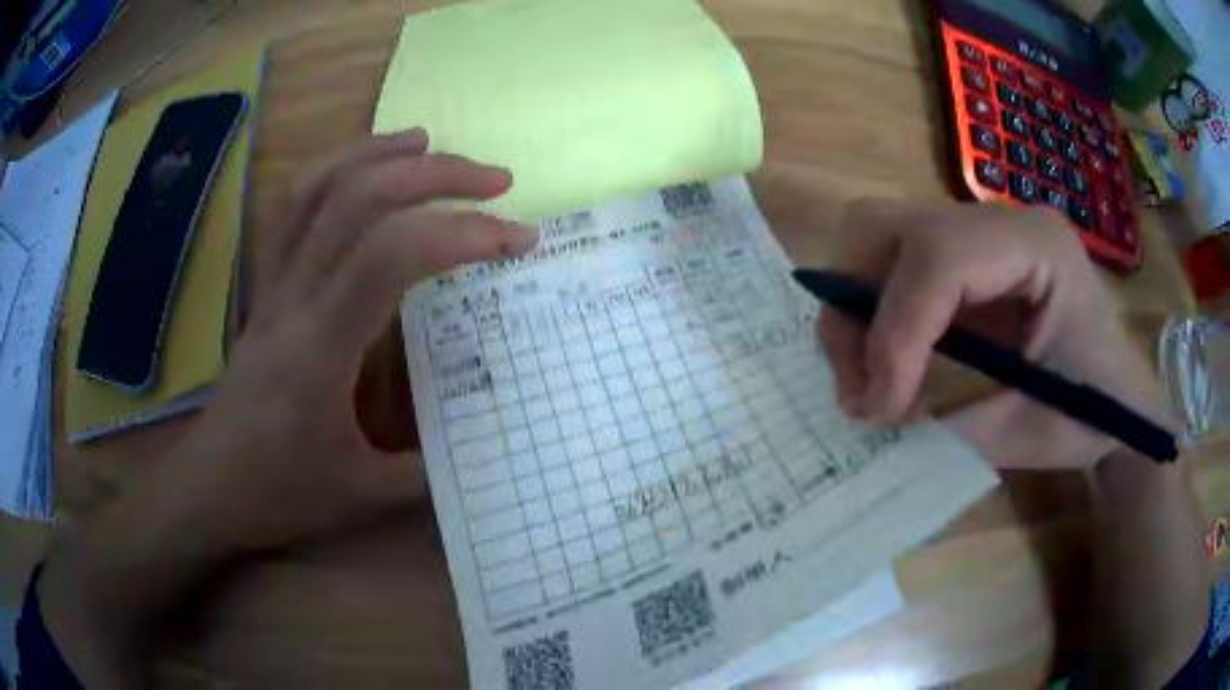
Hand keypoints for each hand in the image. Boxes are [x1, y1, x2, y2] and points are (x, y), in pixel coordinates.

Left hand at [165, 129, 537, 549]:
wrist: (209, 486)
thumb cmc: (279, 493)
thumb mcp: (363, 496)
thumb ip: (429, 471)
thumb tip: (490, 446)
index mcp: (320, 349)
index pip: (390, 258)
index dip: (461, 234)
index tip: (517, 240)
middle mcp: (293, 299)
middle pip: (358, 200)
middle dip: (436, 176)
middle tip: (496, 182)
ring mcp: (272, 285)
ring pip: (318, 188)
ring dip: (380, 153)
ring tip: (431, 145)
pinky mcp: (264, 286)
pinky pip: (290, 208)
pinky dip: (332, 170)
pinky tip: (362, 167)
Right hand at [816, 199, 1168, 469]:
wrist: (1122, 400)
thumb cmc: (1093, 414)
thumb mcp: (1028, 431)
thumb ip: (948, 420)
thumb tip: (874, 413)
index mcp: (1035, 245)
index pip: (938, 256)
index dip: (896, 333)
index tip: (880, 409)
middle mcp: (997, 220)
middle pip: (884, 223)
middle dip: (855, 308)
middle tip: (860, 386)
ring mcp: (976, 233)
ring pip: (875, 238)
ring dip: (854, 313)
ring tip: (869, 383)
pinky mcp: (962, 259)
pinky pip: (891, 268)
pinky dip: (872, 316)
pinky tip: (889, 366)